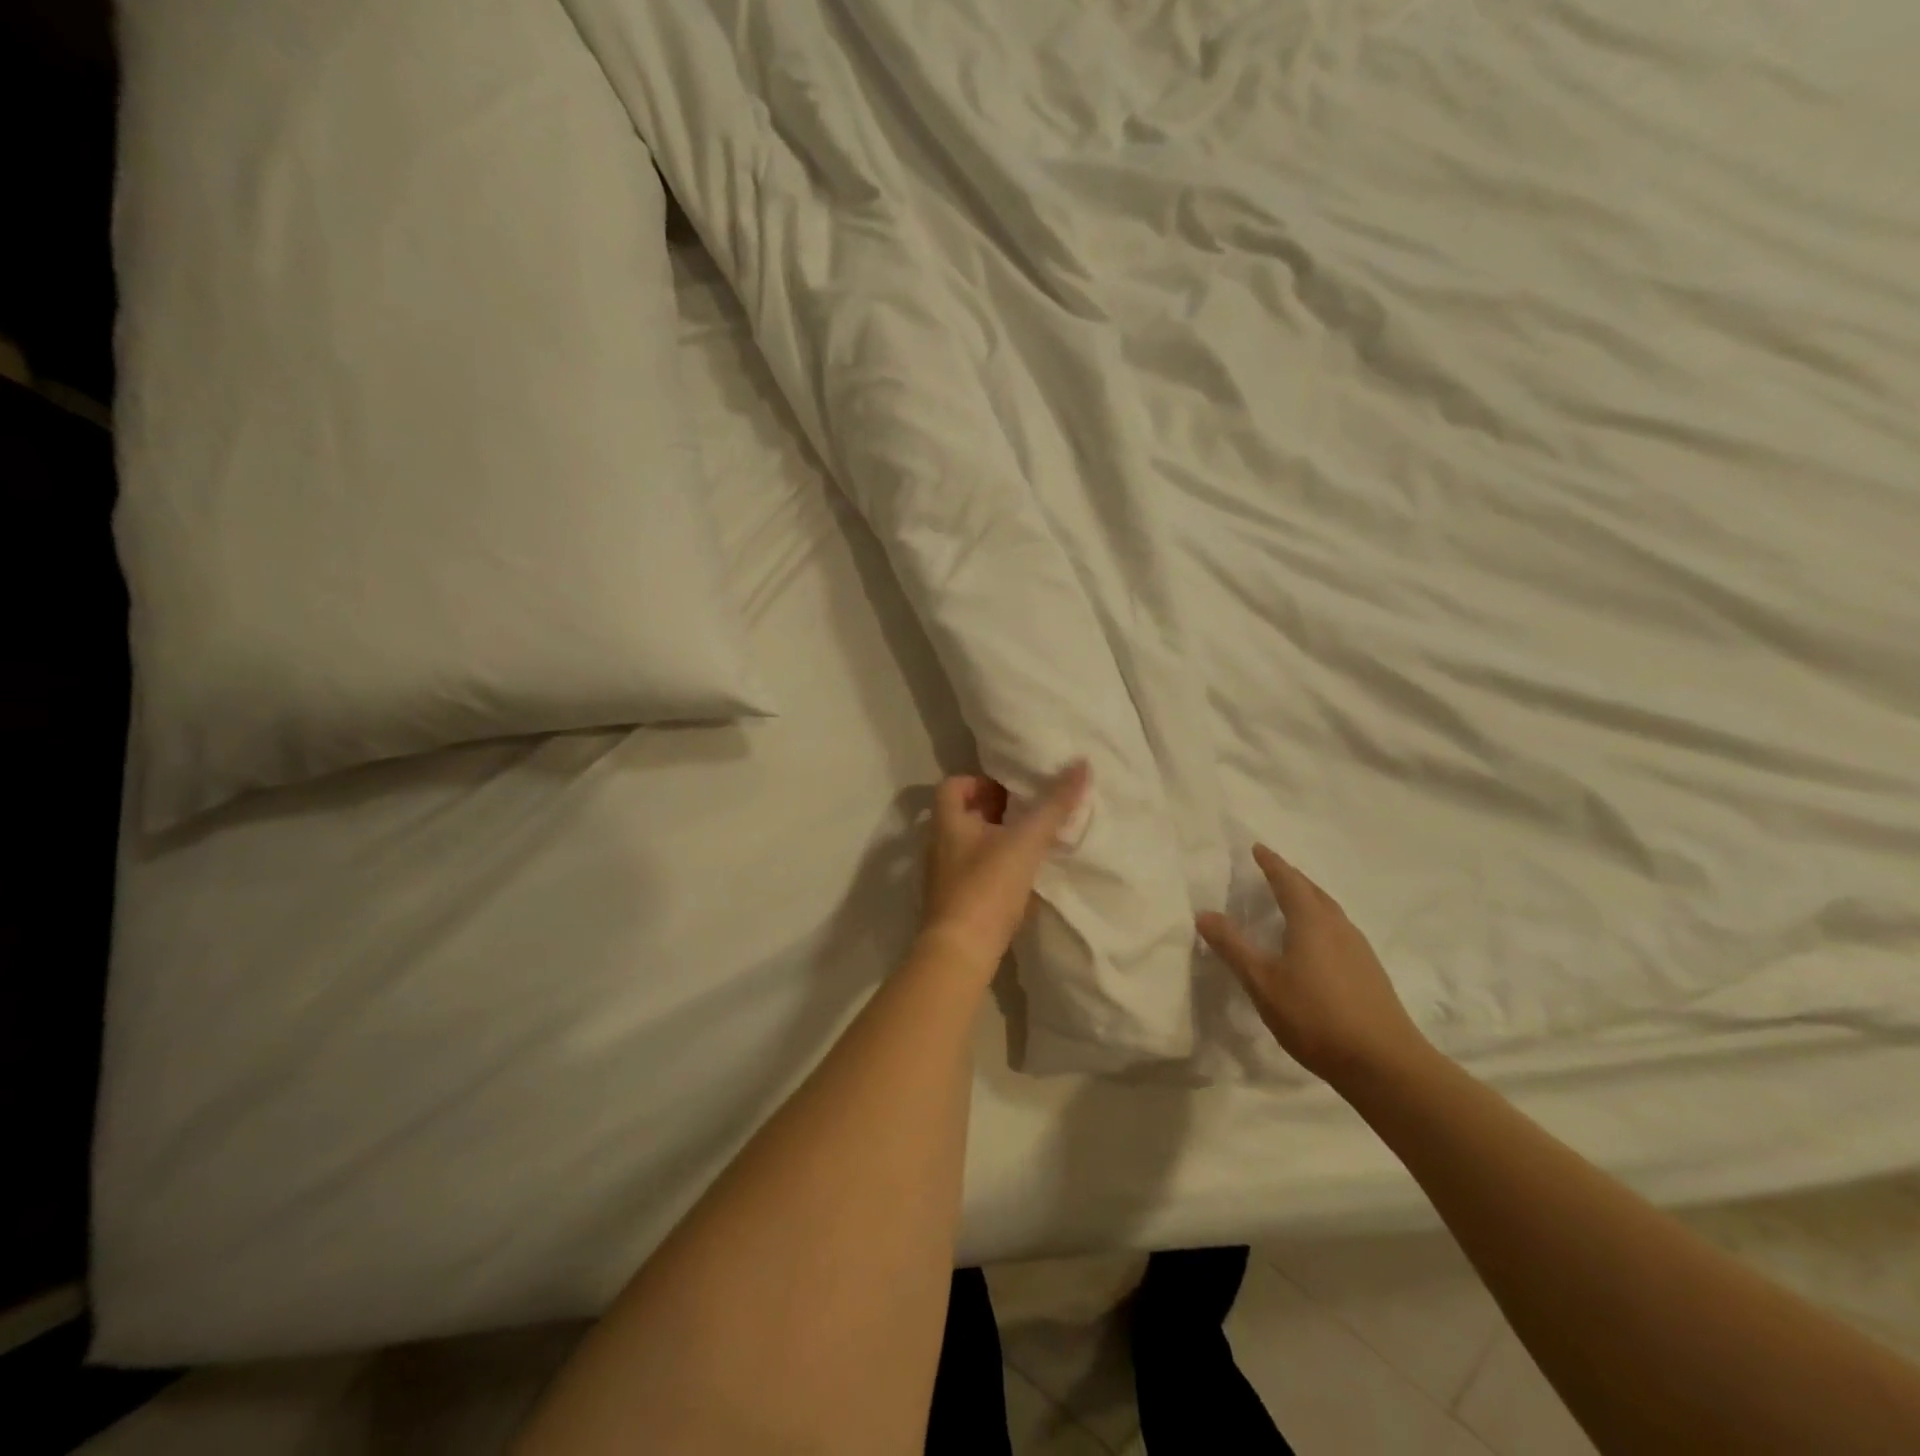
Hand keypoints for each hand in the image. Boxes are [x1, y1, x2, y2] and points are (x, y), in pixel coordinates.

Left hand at [919, 760, 1089, 976]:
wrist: (960, 953)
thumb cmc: (987, 887)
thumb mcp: (1025, 842)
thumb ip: (1054, 805)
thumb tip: (1081, 764)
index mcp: (947, 822)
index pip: (953, 785)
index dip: (980, 780)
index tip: (1012, 789)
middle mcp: (939, 845)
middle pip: (963, 815)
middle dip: (995, 810)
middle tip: (1029, 812)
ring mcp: (943, 876)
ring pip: (969, 845)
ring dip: (997, 839)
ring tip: (1031, 843)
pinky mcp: (953, 903)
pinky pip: (974, 873)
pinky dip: (995, 868)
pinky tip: (1022, 879)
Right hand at [1197, 844, 1429, 1087]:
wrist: (1384, 1063)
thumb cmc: (1315, 1017)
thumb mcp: (1262, 982)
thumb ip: (1233, 946)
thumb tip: (1204, 913)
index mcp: (1311, 921)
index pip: (1288, 881)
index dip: (1271, 863)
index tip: (1258, 848)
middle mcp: (1338, 927)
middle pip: (1313, 891)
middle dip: (1291, 878)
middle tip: (1271, 870)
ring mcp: (1359, 949)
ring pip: (1329, 911)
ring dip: (1308, 899)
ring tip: (1290, 901)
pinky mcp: (1369, 972)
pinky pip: (1338, 931)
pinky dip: (1320, 922)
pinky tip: (1314, 943)